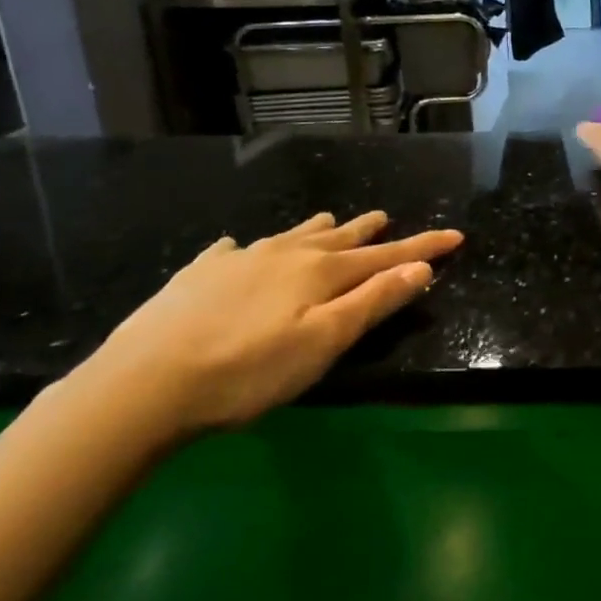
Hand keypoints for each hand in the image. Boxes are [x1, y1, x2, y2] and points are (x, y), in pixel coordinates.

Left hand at [86, 211, 462, 432]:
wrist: (144, 384)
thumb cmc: (248, 371)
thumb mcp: (324, 342)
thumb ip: (374, 302)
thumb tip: (422, 267)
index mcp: (320, 272)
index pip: (385, 255)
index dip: (423, 247)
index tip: (455, 235)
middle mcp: (284, 255)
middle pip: (338, 238)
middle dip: (368, 230)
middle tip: (385, 216)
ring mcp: (238, 260)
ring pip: (290, 236)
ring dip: (317, 230)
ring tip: (329, 220)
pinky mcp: (198, 275)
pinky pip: (232, 251)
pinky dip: (248, 248)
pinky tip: (237, 249)